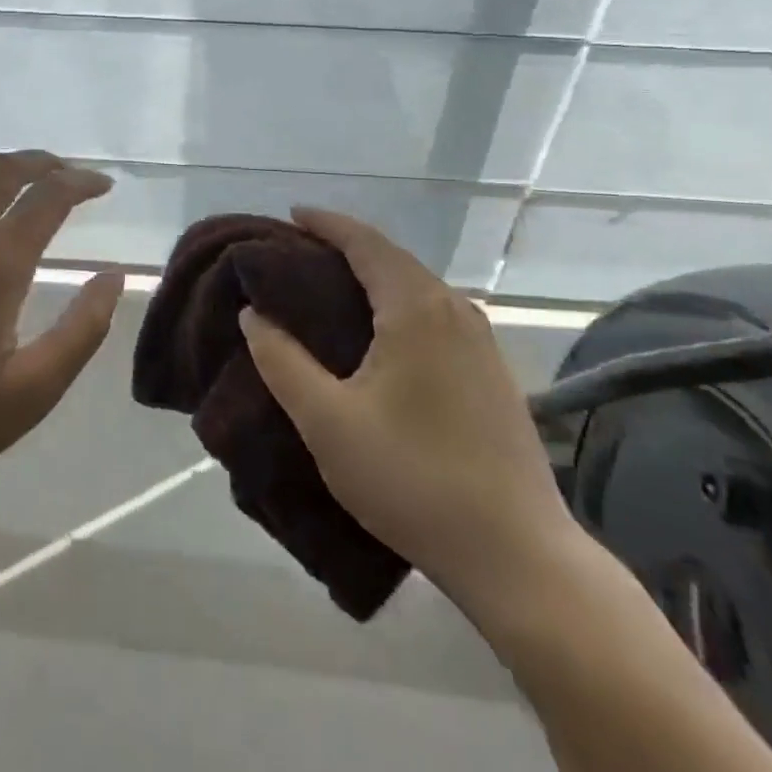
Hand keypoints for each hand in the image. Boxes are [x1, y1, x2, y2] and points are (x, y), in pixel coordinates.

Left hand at [0, 152, 124, 532]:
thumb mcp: (34, 390)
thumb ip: (83, 328)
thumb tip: (113, 276)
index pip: (50, 195)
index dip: (82, 182)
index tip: (103, 187)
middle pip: (6, 169)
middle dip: (45, 164)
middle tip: (68, 175)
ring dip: (1, 174)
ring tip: (22, 189)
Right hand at [239, 208, 577, 613]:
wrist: (519, 556)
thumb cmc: (413, 479)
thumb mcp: (327, 422)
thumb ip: (282, 362)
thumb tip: (252, 314)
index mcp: (416, 308)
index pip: (365, 242)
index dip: (326, 223)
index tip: (291, 215)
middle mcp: (455, 310)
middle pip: (393, 259)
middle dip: (346, 248)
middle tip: (299, 256)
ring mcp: (482, 341)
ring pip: (417, 288)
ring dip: (374, 278)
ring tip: (331, 291)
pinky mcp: (494, 373)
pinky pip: (435, 315)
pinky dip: (398, 305)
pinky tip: (380, 336)